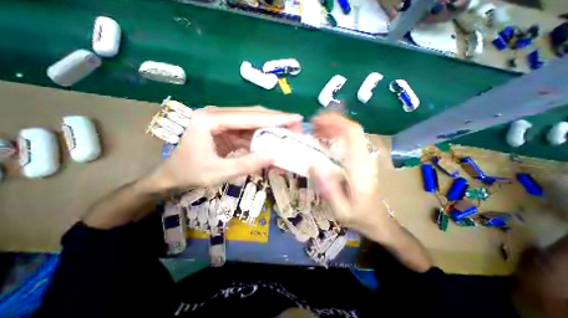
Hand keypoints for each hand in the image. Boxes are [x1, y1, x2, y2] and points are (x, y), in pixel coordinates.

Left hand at [149, 106, 303, 191]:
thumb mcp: (217, 173)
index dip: (275, 117)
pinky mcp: (223, 129)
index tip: (295, 118)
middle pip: (252, 114)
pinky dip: (260, 137)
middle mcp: (214, 114)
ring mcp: (219, 120)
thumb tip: (275, 155)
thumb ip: (247, 164)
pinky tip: (271, 143)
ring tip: (287, 135)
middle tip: (295, 126)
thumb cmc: (187, 174)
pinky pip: (246, 131)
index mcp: (208, 120)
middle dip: (276, 121)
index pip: (248, 116)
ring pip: (251, 122)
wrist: (167, 176)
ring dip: (269, 129)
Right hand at [311, 113, 390, 238]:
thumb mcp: (341, 210)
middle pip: (352, 129)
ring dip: (333, 127)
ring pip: (351, 132)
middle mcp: (364, 157)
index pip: (352, 134)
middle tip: (312, 125)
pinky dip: (335, 135)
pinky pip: (349, 140)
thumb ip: (329, 189)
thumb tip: (313, 165)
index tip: (316, 121)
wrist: (377, 220)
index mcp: (359, 166)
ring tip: (315, 130)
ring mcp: (363, 157)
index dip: (335, 122)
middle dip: (331, 121)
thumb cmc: (359, 216)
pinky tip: (323, 139)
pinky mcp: (360, 159)